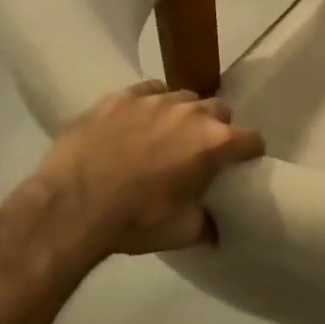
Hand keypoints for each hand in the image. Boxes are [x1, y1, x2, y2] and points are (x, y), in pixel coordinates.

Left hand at [31, 81, 264, 258]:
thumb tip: (215, 226)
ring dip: (183, 114)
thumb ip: (207, 223)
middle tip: (200, 150)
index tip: (242, 163)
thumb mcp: (182, 232)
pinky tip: (138, 121)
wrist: (71, 207)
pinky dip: (150, 104)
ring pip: (183, 98)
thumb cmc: (135, 221)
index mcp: (215, 143)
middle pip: (220, 111)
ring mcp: (155, 99)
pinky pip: (148, 91)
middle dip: (216, 128)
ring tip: (166, 134)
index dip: (250, 152)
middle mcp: (192, 112)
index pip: (252, 139)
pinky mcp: (121, 96)